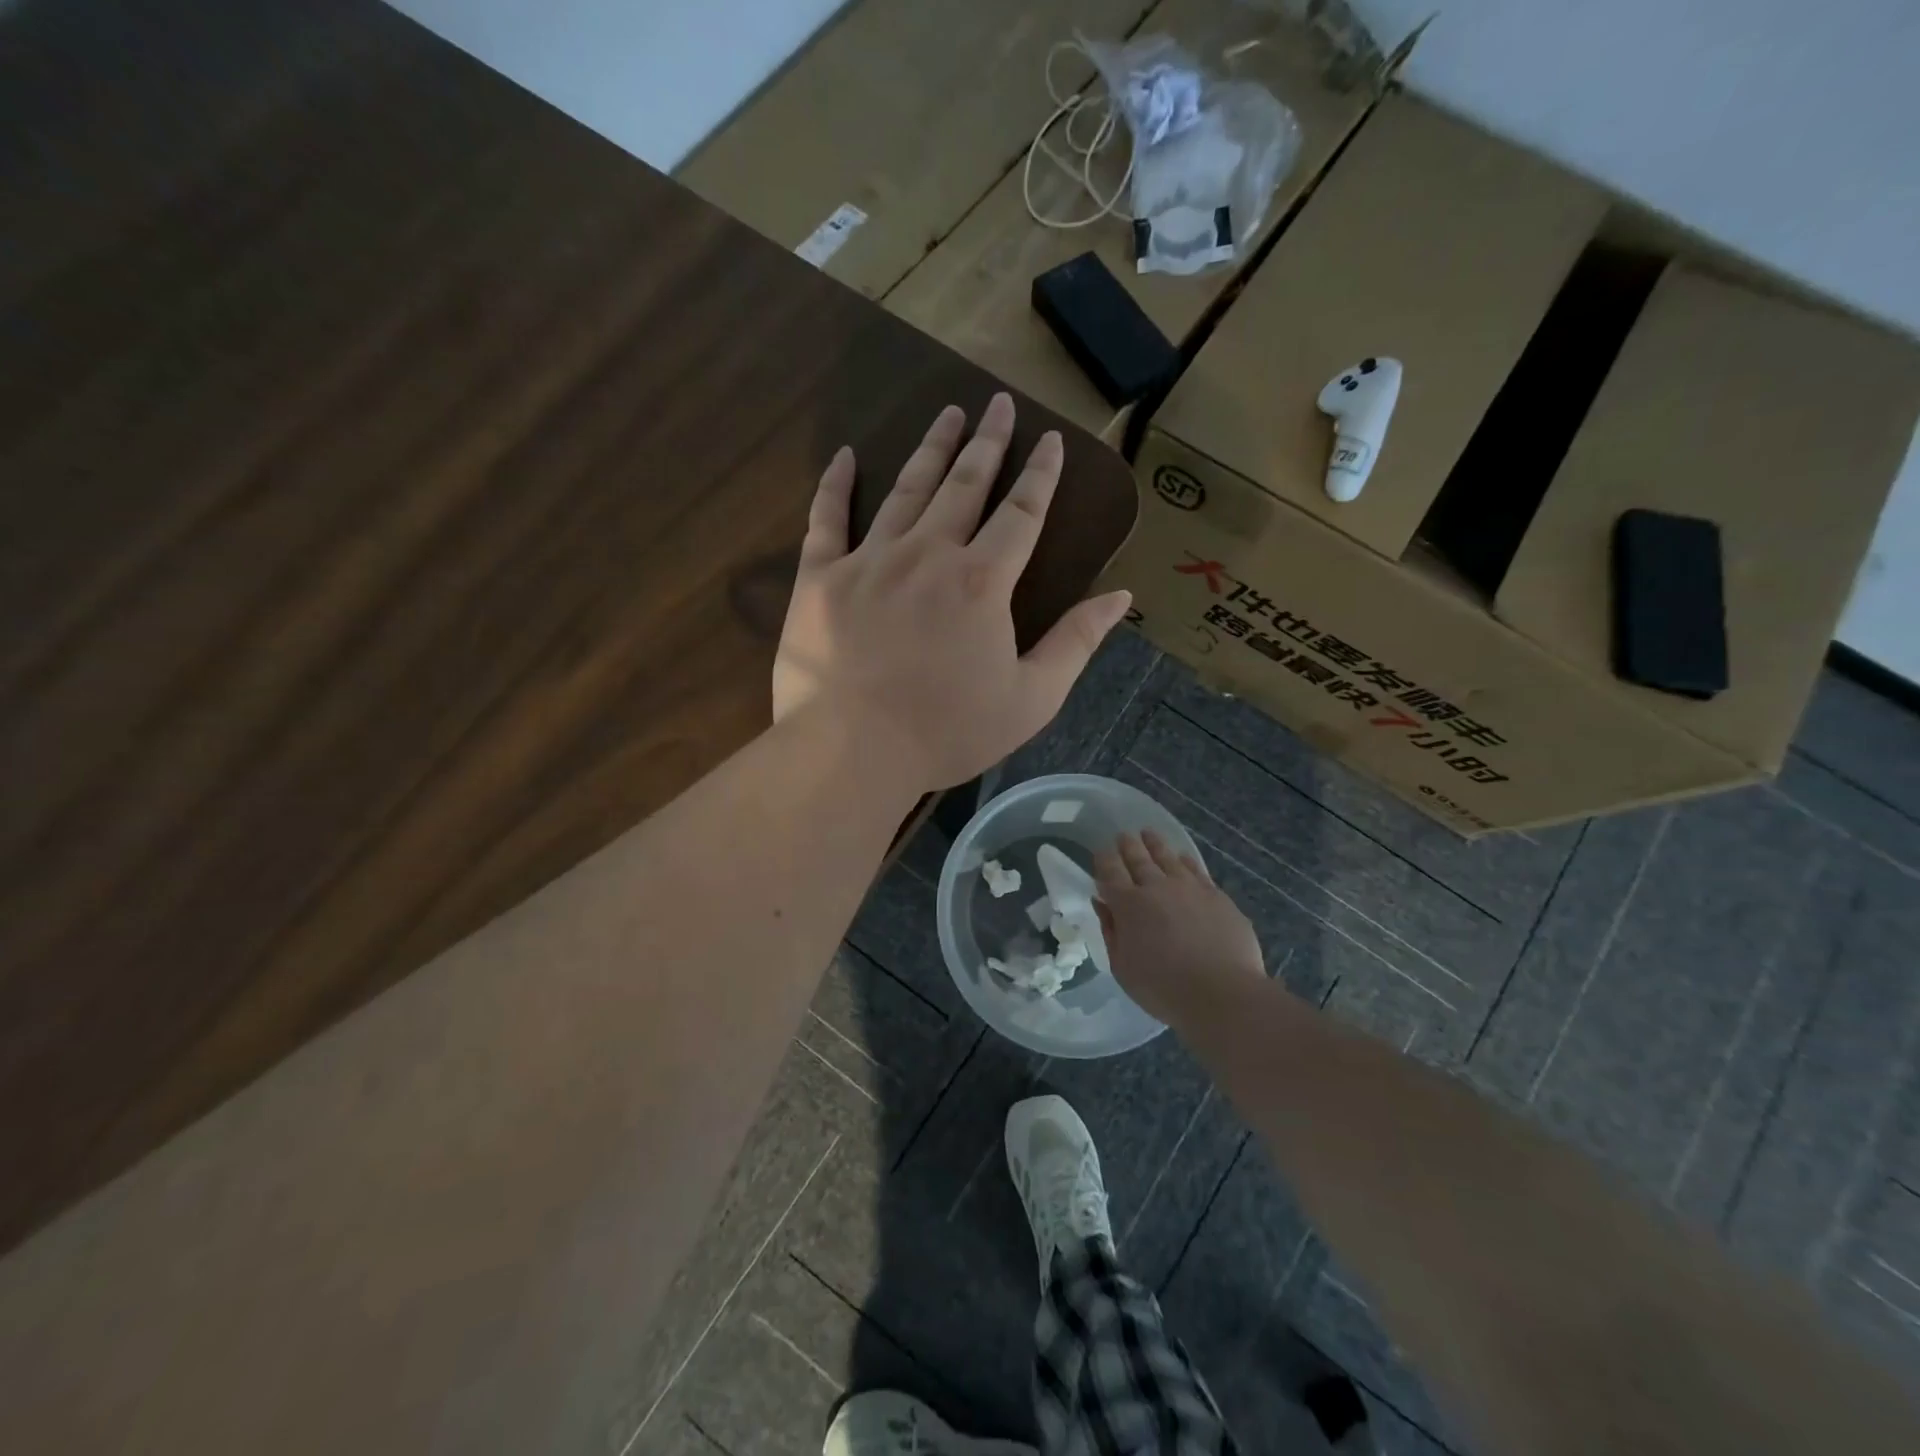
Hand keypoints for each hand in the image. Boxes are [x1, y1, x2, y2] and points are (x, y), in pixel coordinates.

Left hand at [774, 394, 1131, 790]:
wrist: (852, 750)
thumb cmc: (947, 732)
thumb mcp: (1031, 699)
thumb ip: (1076, 643)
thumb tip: (1120, 597)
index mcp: (982, 582)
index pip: (1021, 513)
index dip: (1040, 475)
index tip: (1050, 439)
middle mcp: (928, 554)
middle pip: (964, 485)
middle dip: (987, 442)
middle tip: (997, 404)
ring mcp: (869, 560)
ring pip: (906, 490)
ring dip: (930, 449)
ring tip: (947, 414)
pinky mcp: (820, 577)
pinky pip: (826, 518)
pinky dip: (836, 484)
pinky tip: (848, 455)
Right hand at [1095, 830, 1264, 1024]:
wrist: (1222, 993)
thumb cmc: (1163, 988)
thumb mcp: (1122, 967)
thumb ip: (1111, 931)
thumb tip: (1103, 903)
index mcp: (1128, 905)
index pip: (1110, 872)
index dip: (1104, 859)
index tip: (1101, 852)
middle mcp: (1157, 887)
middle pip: (1138, 858)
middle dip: (1128, 845)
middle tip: (1123, 835)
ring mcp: (1189, 888)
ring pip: (1167, 857)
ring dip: (1155, 844)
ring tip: (1148, 834)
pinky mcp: (1216, 895)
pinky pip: (1195, 869)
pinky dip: (1184, 860)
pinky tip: (1182, 858)